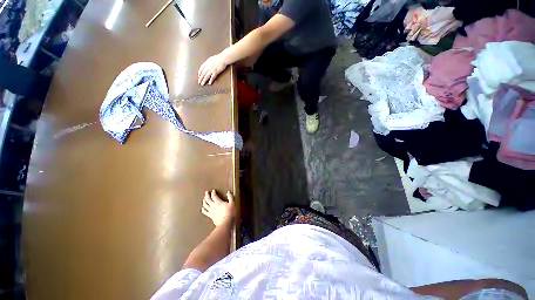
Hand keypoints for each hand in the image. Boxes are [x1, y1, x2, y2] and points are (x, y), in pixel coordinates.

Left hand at [198, 54, 227, 85]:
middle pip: (202, 74)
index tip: (198, 76)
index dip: (199, 73)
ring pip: (206, 76)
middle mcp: (207, 67)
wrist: (222, 59)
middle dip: (200, 78)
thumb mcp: (210, 59)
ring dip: (204, 80)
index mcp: (206, 63)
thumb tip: (207, 65)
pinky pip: (212, 77)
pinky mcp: (215, 72)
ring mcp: (211, 70)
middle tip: (199, 82)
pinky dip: (211, 80)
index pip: (201, 69)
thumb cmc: (217, 58)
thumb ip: (208, 63)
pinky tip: (209, 83)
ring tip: (202, 84)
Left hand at [202, 190, 235, 225]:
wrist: (225, 222)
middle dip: (207, 195)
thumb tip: (228, 192)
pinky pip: (205, 212)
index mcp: (218, 202)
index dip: (213, 192)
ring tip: (204, 199)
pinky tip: (202, 208)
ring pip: (205, 205)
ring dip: (204, 201)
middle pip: (208, 199)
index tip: (213, 190)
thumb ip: (230, 197)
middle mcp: (213, 206)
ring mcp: (211, 211)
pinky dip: (203, 209)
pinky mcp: (210, 216)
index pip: (214, 196)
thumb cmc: (230, 212)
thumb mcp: (232, 203)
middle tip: (206, 192)